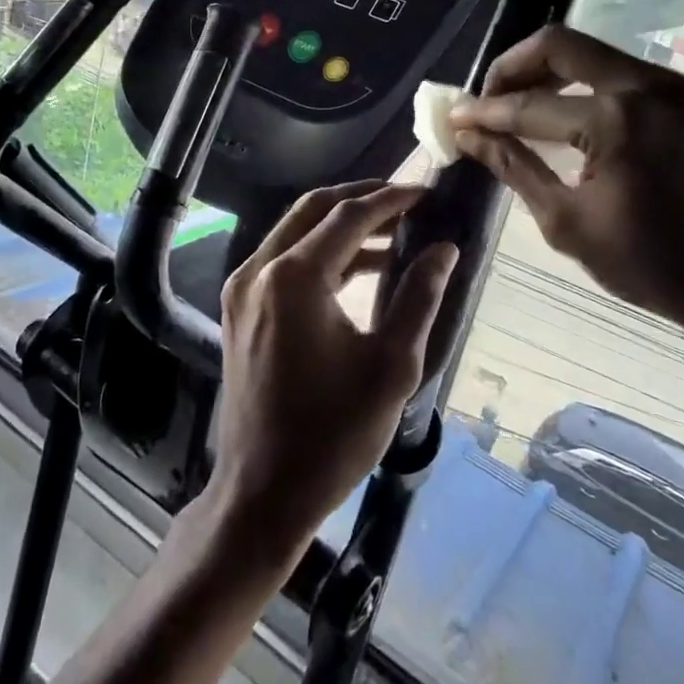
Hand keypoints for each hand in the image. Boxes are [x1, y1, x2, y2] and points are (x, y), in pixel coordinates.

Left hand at [209, 182, 457, 555]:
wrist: (262, 491)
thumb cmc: (333, 434)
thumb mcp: (391, 366)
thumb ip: (419, 297)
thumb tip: (444, 249)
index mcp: (293, 278)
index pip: (349, 216)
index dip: (392, 200)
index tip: (428, 192)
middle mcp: (259, 270)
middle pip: (314, 209)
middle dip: (362, 198)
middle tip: (408, 198)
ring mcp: (243, 288)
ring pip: (296, 230)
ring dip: (342, 224)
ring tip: (395, 230)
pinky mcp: (240, 308)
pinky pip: (284, 259)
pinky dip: (321, 252)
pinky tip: (360, 267)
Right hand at [449, 25, 683, 354]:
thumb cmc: (649, 264)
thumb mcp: (566, 221)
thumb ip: (513, 167)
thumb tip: (468, 136)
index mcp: (615, 120)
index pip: (529, 106)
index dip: (484, 113)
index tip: (453, 119)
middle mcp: (645, 85)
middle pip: (559, 46)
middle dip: (512, 68)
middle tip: (485, 99)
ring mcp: (670, 86)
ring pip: (589, 54)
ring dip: (546, 73)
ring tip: (514, 106)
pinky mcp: (683, 97)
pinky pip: (616, 73)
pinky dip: (580, 85)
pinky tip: (559, 114)